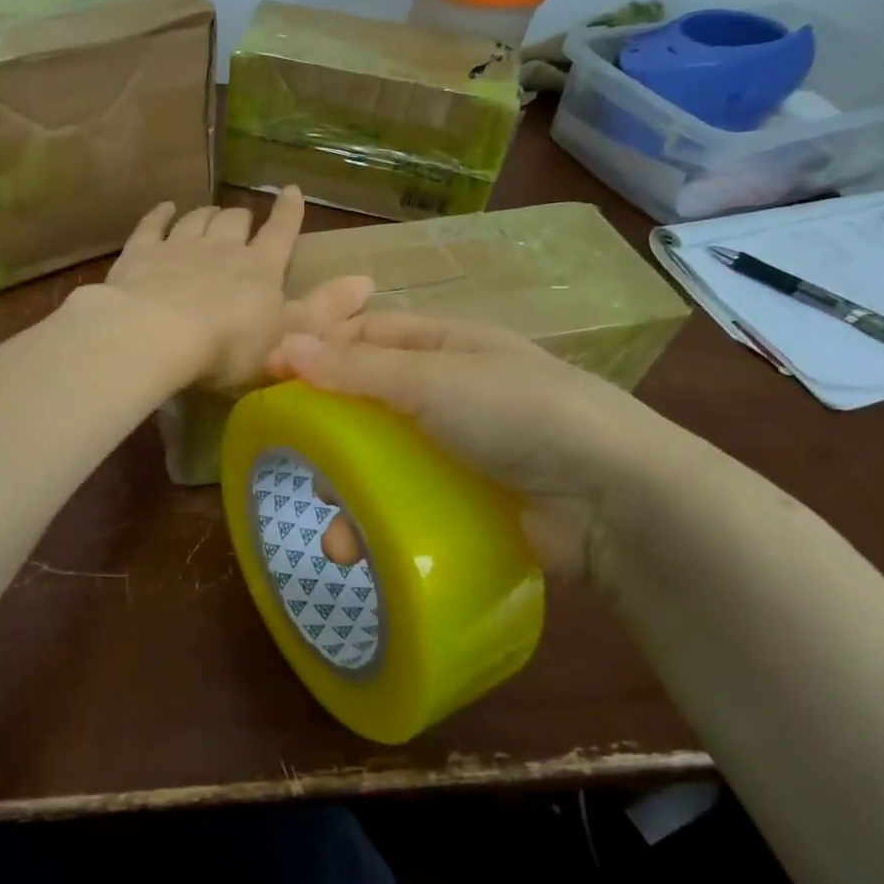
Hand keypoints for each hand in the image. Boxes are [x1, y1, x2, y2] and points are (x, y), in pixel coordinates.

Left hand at [94, 187, 373, 391]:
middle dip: (241, 219)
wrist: (154, 336)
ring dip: (206, 215)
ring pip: (197, 219)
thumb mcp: (288, 337)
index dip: (288, 213)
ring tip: (210, 215)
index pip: (280, 232)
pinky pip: (152, 225)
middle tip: (242, 222)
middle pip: (234, 221)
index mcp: (260, 268)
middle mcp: (221, 248)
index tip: (291, 191)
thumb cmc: (227, 346)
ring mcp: (178, 247)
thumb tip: (367, 281)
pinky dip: (161, 215)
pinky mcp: (140, 254)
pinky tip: (165, 208)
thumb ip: (325, 310)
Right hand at [269, 312, 694, 581]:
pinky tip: (362, 548)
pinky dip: (383, 523)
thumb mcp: (431, 380)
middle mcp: (454, 391)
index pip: (370, 335)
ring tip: (334, 524)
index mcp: (448, 345)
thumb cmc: (517, 414)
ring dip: (352, 489)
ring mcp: (465, 450)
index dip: (321, 349)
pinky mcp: (472, 500)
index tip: (271, 374)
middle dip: (330, 428)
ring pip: (387, 460)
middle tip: (295, 453)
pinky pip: (412, 503)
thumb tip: (283, 345)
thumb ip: (356, 368)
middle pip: (372, 400)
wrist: (612, 499)